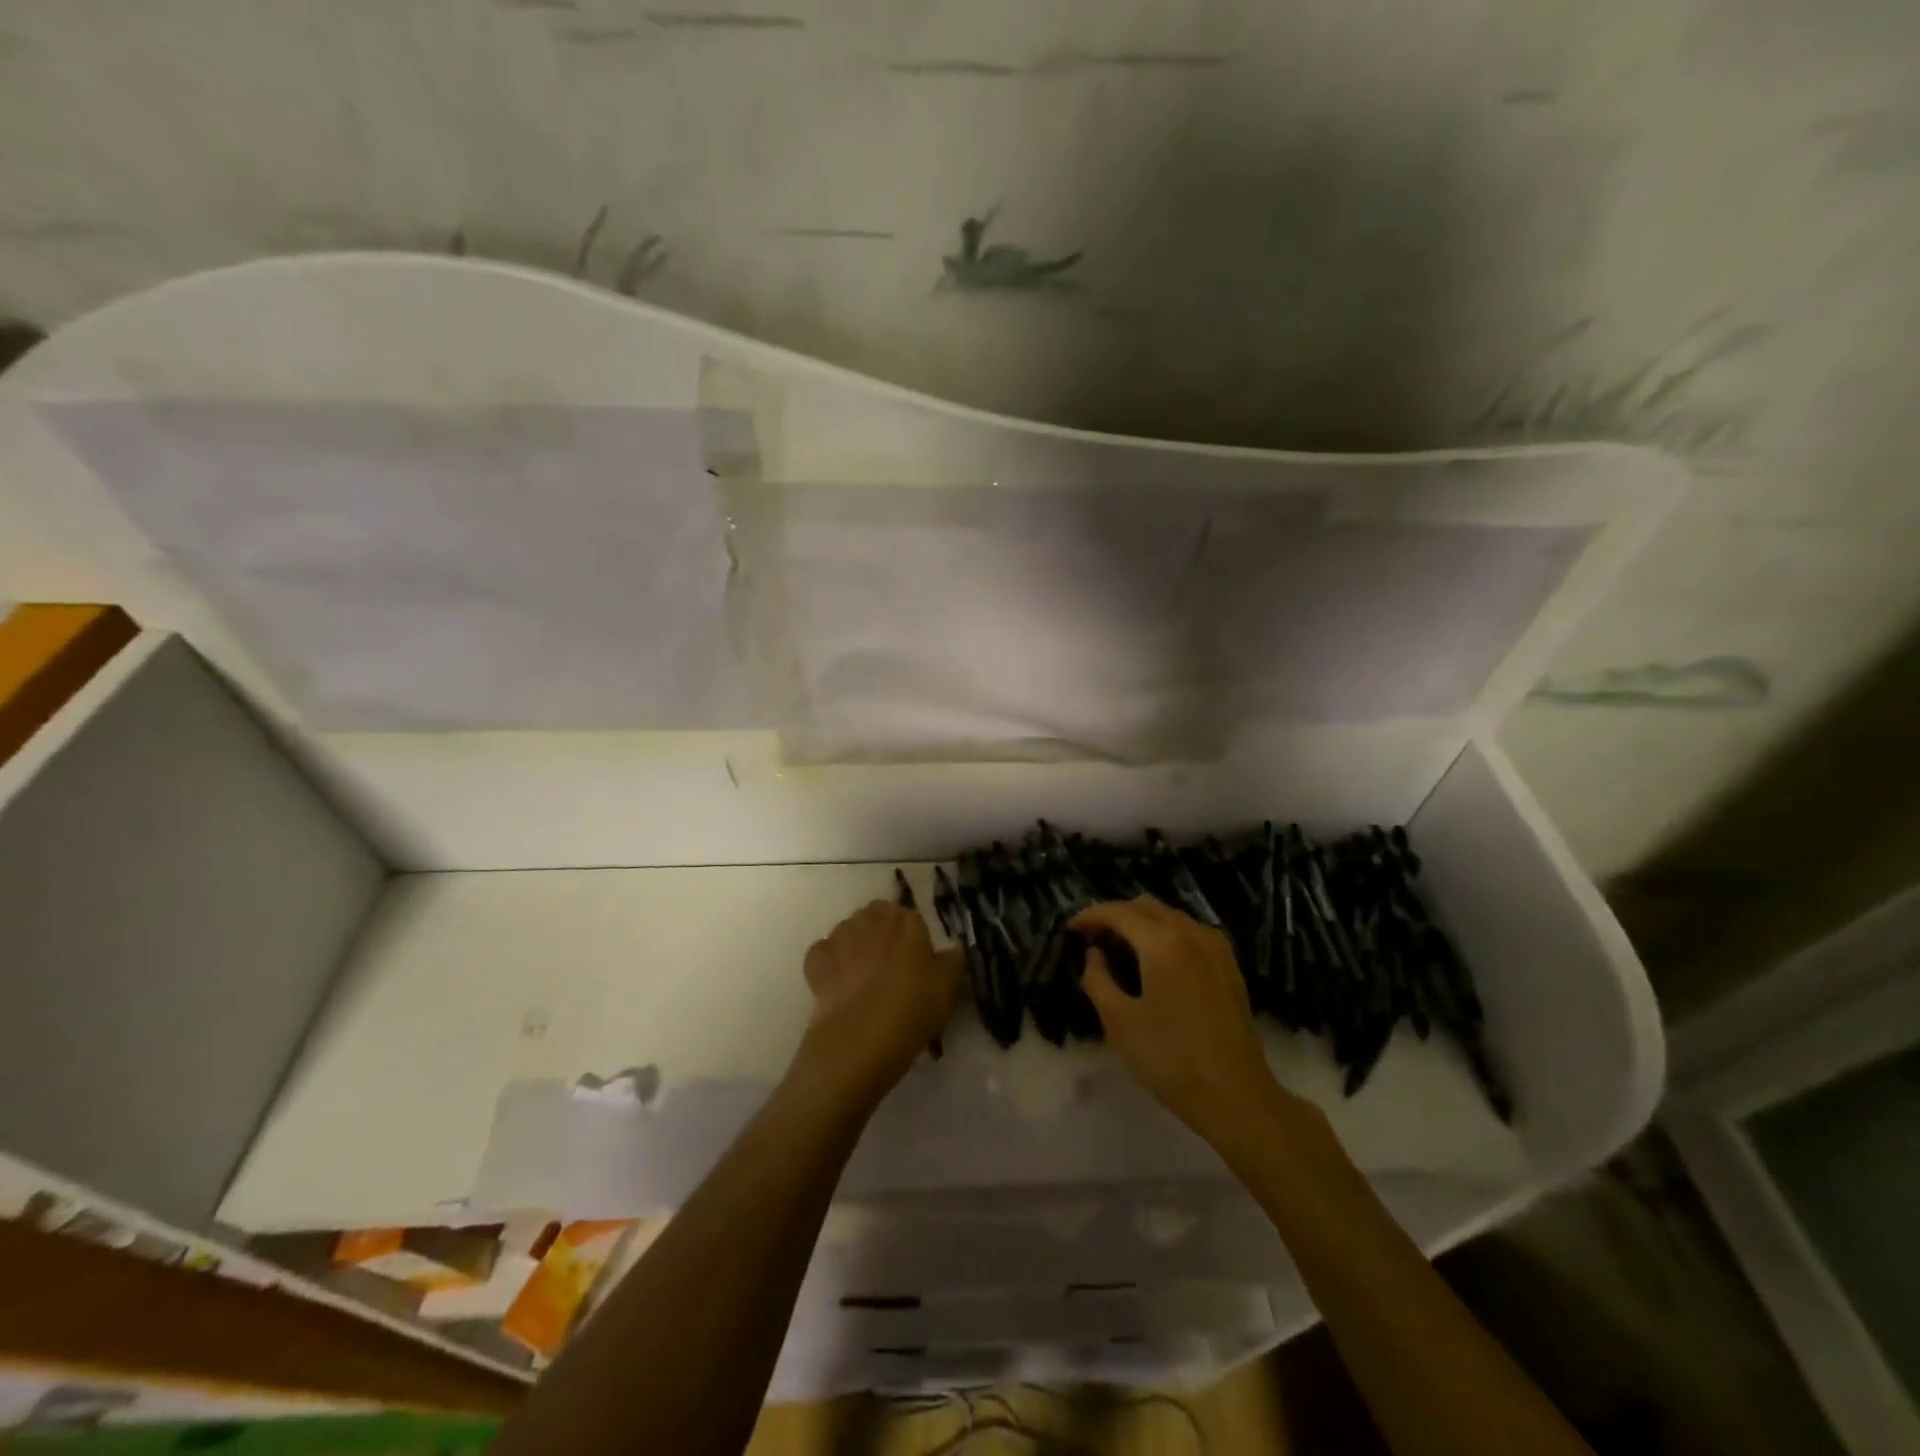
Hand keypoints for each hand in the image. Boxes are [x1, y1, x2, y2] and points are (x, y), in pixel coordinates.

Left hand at [792, 901, 961, 1104]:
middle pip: (877, 919)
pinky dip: (829, 964)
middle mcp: (871, 919)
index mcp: (906, 921)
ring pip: (849, 933)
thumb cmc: (913, 1008)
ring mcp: (839, 936)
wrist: (860, 1038)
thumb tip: (949, 953)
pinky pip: (824, 954)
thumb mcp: (949, 987)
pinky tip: (838, 985)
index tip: (915, 964)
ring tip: (862, 979)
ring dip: (855, 947)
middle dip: (881, 936)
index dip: (912, 941)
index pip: (910, 918)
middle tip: (889, 969)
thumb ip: (952, 961)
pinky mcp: (816, 959)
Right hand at [1072, 897, 1280, 1146]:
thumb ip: (1098, 979)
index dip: (1090, 916)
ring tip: (1120, 949)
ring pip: (1171, 917)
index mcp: (1162, 942)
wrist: (1237, 1096)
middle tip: (1093, 939)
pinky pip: (1190, 933)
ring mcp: (1216, 948)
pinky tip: (1156, 961)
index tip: (1070, 930)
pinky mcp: (1229, 966)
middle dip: (1116, 915)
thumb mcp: (1119, 1022)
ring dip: (1142, 923)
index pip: (1118, 912)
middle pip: (1146, 906)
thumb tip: (1094, 954)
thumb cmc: (1170, 1059)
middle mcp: (1191, 933)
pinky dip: (1166, 935)